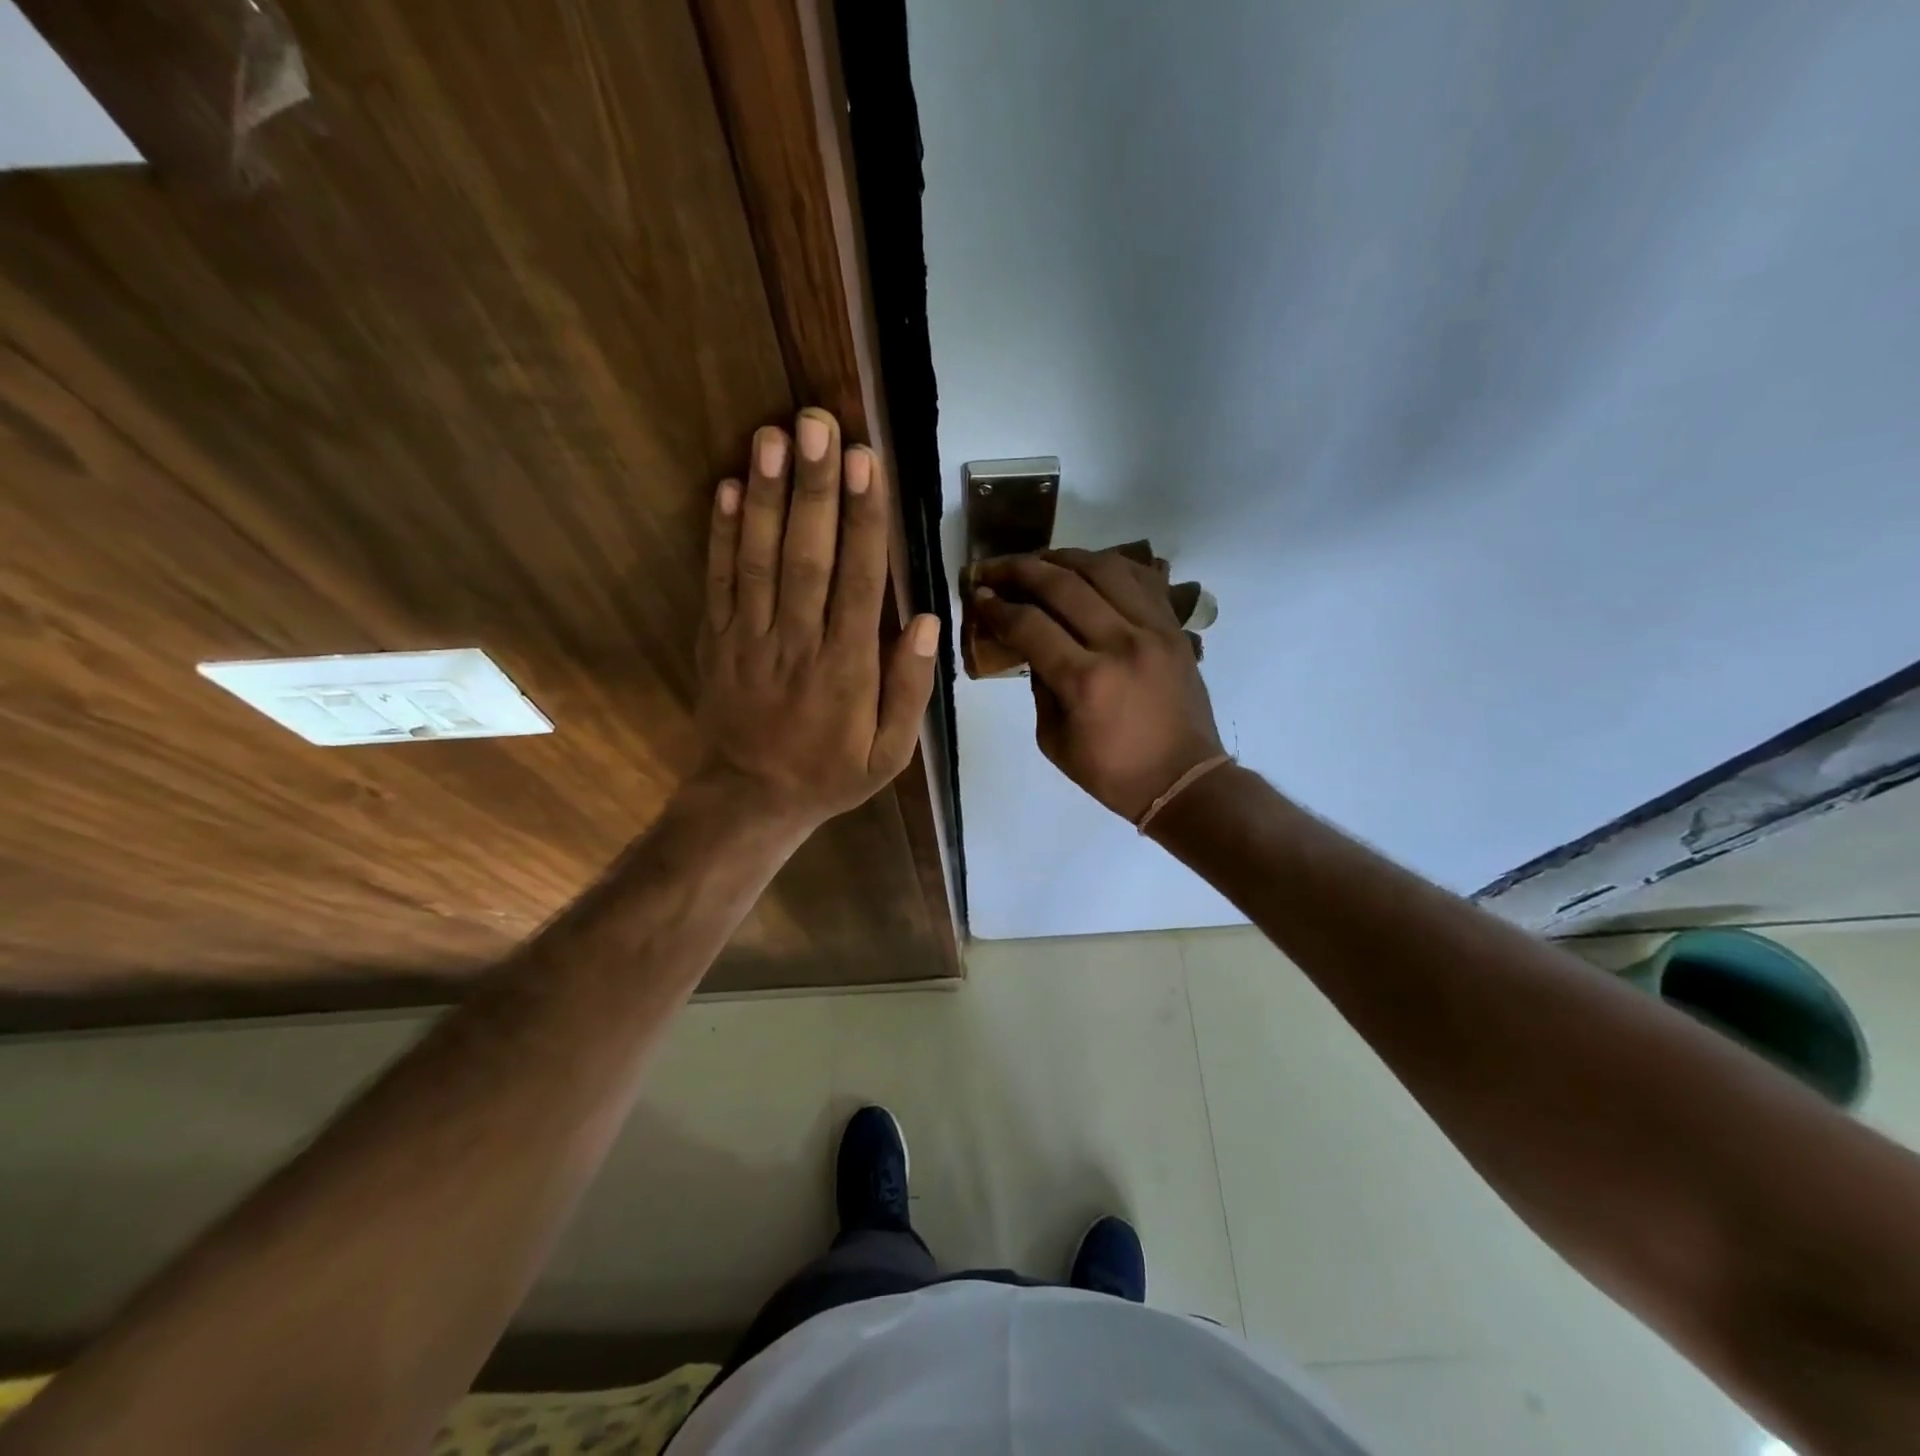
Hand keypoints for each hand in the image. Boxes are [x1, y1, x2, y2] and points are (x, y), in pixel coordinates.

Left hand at [693, 408, 939, 830]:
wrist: (751, 798)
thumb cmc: (830, 773)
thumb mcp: (890, 752)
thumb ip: (909, 689)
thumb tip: (926, 621)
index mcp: (847, 669)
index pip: (859, 581)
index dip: (863, 520)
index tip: (867, 463)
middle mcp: (798, 643)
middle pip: (807, 556)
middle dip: (814, 488)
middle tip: (819, 424)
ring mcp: (750, 638)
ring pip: (760, 559)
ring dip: (767, 495)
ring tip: (774, 436)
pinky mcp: (718, 639)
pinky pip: (719, 581)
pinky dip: (721, 534)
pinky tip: (729, 487)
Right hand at [971, 548, 1223, 821]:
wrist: (1183, 780)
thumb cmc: (1112, 773)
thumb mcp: (1054, 741)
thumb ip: (1039, 686)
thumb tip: (1031, 644)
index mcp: (1086, 681)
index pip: (1030, 625)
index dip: (997, 607)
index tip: (978, 597)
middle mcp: (1120, 644)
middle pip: (1063, 584)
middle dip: (1020, 569)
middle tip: (995, 570)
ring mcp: (1153, 630)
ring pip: (1104, 568)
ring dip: (1063, 558)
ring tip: (1039, 562)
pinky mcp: (1174, 628)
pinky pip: (1141, 579)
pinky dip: (1110, 566)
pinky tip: (1088, 569)